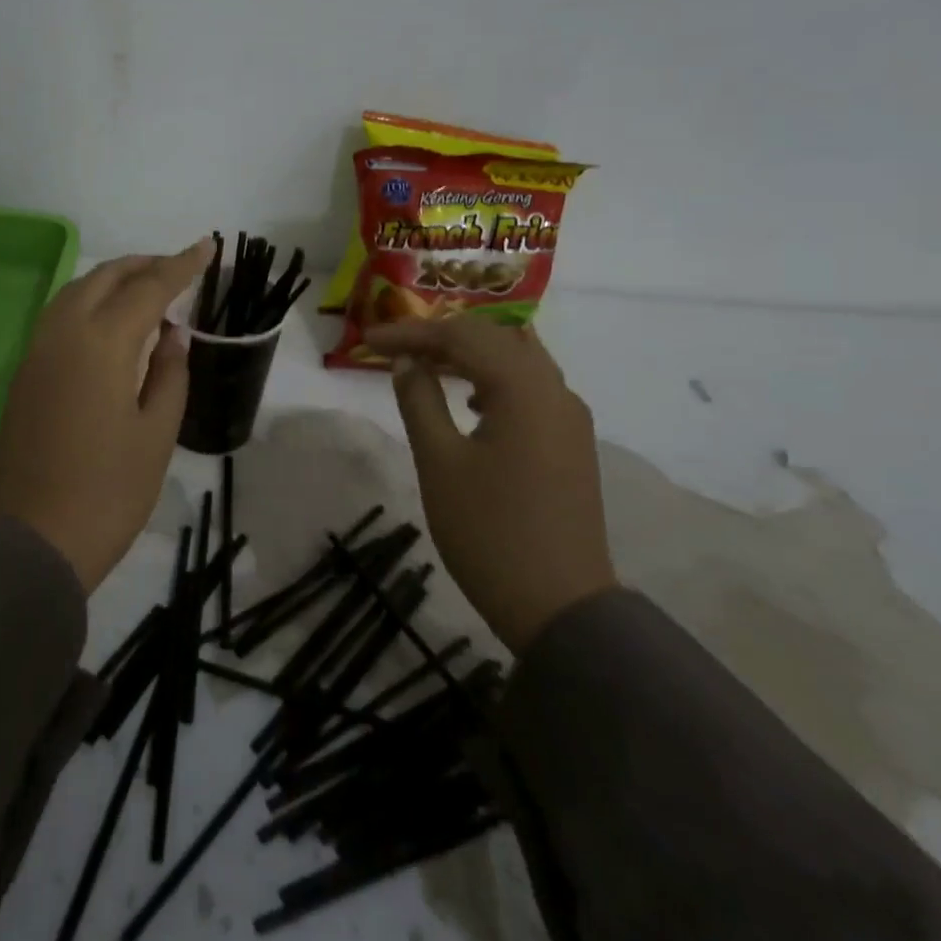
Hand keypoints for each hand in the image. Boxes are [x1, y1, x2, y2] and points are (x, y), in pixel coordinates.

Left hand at [0, 241, 212, 592]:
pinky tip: (111, 323)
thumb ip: (169, 373)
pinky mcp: (24, 374)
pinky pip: (60, 316)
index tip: (207, 246)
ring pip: (76, 292)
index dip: (181, 265)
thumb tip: (170, 335)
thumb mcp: (157, 434)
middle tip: (178, 269)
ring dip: (113, 280)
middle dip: (144, 265)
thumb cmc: (108, 493)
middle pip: (105, 278)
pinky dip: (90, 302)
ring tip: (147, 290)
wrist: (32, 542)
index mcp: (102, 344)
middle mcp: (63, 334)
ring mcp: (37, 353)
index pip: (148, 288)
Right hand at [366, 315, 615, 652]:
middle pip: (495, 338)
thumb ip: (419, 400)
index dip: (411, 333)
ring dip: (471, 354)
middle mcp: (555, 391)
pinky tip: (471, 402)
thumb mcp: (439, 462)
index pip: (462, 336)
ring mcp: (570, 417)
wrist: (559, 607)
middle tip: (393, 349)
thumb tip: (408, 362)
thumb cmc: (488, 531)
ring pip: (518, 360)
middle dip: (441, 336)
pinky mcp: (571, 443)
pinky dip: (496, 378)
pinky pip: (531, 388)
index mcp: (524, 389)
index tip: (368, 341)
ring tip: (427, 364)